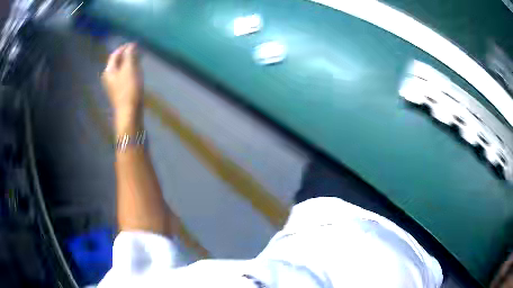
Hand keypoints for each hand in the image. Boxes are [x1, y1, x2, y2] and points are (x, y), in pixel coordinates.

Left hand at [102, 43, 143, 133]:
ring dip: (129, 62)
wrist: (129, 112)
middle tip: (137, 50)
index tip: (134, 43)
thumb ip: (130, 55)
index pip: (114, 55)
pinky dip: (130, 71)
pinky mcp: (120, 91)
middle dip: (127, 55)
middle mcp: (109, 77)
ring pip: (121, 69)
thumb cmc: (129, 89)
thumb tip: (131, 45)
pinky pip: (124, 76)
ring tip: (139, 59)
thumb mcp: (130, 68)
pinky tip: (137, 71)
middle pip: (117, 62)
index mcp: (109, 71)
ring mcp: (114, 85)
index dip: (124, 48)